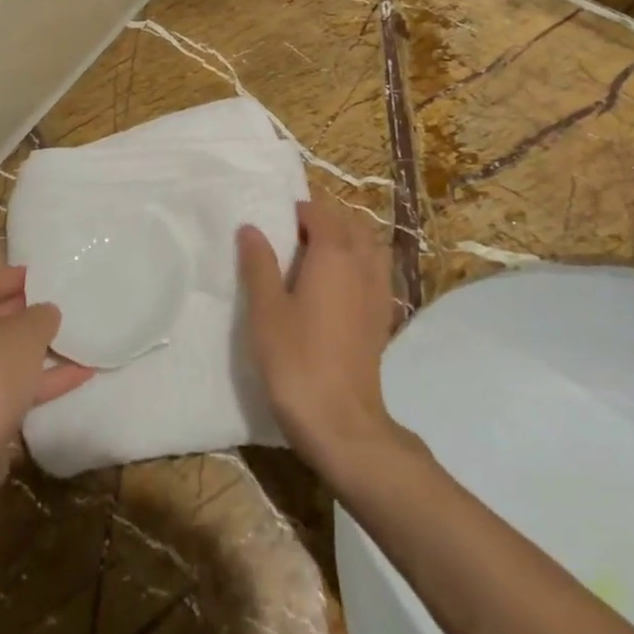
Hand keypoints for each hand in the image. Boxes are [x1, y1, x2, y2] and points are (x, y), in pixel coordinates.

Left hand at [0, 255, 92, 485]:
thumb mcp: (25, 333)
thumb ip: (41, 315)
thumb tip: (46, 313)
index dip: (18, 276)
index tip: (50, 275)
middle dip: (28, 312)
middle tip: (64, 303)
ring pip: (2, 352)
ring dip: (37, 347)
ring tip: (77, 335)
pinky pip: (8, 383)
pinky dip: (40, 378)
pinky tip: (82, 373)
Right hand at [237, 197, 404, 471]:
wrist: (342, 422)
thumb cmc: (297, 360)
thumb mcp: (266, 310)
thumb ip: (259, 264)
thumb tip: (251, 228)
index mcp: (334, 254)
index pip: (320, 212)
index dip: (297, 211)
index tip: (273, 222)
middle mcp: (362, 265)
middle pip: (350, 225)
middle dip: (325, 220)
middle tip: (291, 236)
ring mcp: (378, 292)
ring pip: (368, 247)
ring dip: (347, 241)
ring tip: (315, 258)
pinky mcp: (382, 319)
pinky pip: (375, 273)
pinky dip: (359, 266)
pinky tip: (336, 289)